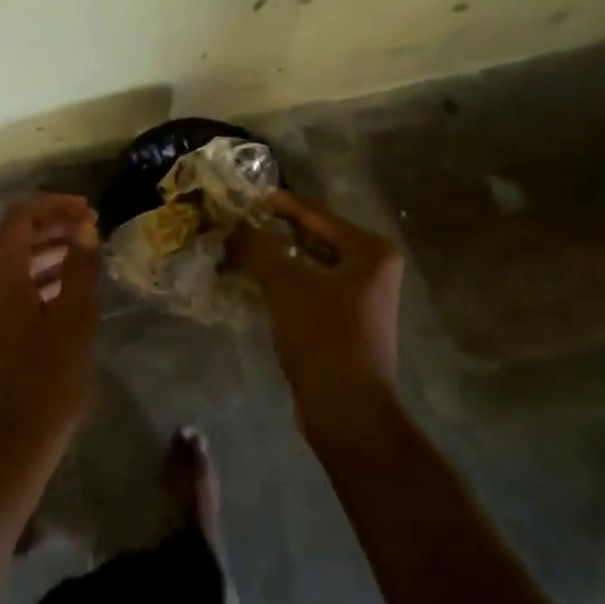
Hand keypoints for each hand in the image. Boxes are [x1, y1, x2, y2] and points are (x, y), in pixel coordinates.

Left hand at [0, 194, 101, 448]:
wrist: (13, 444)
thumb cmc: (48, 380)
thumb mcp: (74, 319)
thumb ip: (79, 267)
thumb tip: (85, 226)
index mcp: (0, 275)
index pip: (21, 216)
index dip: (55, 205)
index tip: (90, 211)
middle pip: (16, 235)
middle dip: (54, 225)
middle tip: (93, 228)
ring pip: (16, 261)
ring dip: (49, 250)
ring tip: (87, 253)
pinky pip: (15, 285)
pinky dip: (41, 276)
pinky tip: (71, 288)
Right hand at [232, 191, 403, 435]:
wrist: (347, 409)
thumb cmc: (323, 337)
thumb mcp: (285, 285)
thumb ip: (257, 248)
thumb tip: (231, 224)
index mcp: (369, 251)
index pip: (316, 214)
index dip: (280, 204)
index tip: (247, 193)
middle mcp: (372, 267)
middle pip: (315, 237)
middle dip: (276, 230)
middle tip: (240, 219)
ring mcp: (362, 296)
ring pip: (312, 263)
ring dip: (279, 256)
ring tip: (242, 245)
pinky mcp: (348, 320)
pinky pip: (312, 286)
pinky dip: (286, 279)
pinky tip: (257, 278)